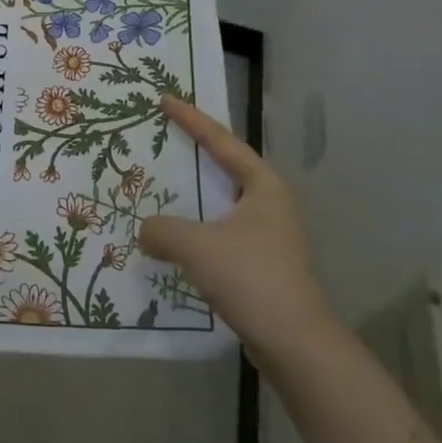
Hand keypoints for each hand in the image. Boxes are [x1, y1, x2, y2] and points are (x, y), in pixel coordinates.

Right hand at [141, 94, 331, 347]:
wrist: (295, 343)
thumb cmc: (250, 278)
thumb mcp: (197, 245)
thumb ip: (162, 230)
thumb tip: (146, 231)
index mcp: (264, 186)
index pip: (222, 141)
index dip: (191, 119)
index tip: (165, 99)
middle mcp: (270, 204)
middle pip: (226, 167)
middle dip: (195, 152)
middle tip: (164, 136)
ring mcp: (269, 235)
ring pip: (223, 203)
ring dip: (194, 195)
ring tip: (163, 185)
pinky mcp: (262, 263)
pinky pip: (221, 232)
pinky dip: (198, 227)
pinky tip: (176, 237)